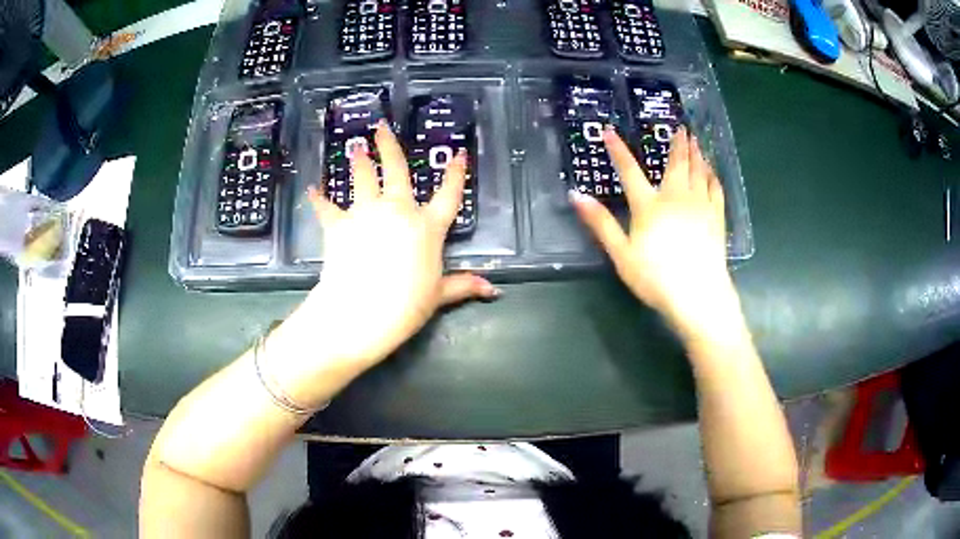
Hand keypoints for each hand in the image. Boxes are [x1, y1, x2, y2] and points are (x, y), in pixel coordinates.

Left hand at [302, 122, 498, 369]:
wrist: (360, 312)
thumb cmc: (406, 305)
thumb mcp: (438, 295)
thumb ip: (463, 286)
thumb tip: (493, 290)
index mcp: (427, 226)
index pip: (448, 195)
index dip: (456, 173)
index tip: (459, 153)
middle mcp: (397, 211)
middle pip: (396, 170)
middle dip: (389, 146)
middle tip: (381, 127)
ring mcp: (365, 214)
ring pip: (362, 179)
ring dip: (359, 161)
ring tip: (355, 146)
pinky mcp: (338, 226)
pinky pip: (327, 208)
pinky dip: (319, 199)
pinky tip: (312, 189)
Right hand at [570, 126, 740, 343]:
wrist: (699, 295)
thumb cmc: (656, 278)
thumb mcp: (621, 254)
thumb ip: (601, 223)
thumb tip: (576, 195)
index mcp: (649, 205)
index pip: (629, 171)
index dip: (617, 150)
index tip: (609, 131)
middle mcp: (676, 197)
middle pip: (676, 164)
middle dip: (677, 143)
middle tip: (681, 127)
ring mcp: (700, 206)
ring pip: (698, 171)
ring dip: (696, 153)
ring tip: (696, 140)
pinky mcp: (716, 218)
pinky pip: (715, 188)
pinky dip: (712, 176)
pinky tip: (711, 171)